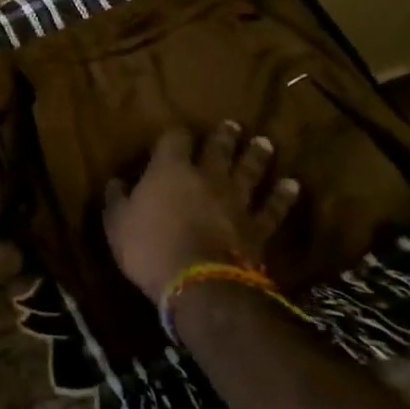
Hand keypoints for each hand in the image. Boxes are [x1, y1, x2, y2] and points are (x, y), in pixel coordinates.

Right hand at [103, 122, 300, 302]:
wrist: (200, 283)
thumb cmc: (149, 248)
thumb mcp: (117, 224)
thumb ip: (117, 199)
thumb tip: (116, 182)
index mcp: (169, 170)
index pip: (174, 139)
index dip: (175, 134)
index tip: (175, 133)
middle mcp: (206, 177)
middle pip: (218, 149)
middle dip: (224, 136)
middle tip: (233, 125)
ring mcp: (236, 201)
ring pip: (249, 171)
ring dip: (256, 156)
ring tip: (264, 143)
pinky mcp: (258, 227)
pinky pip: (274, 208)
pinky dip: (283, 196)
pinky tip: (292, 185)